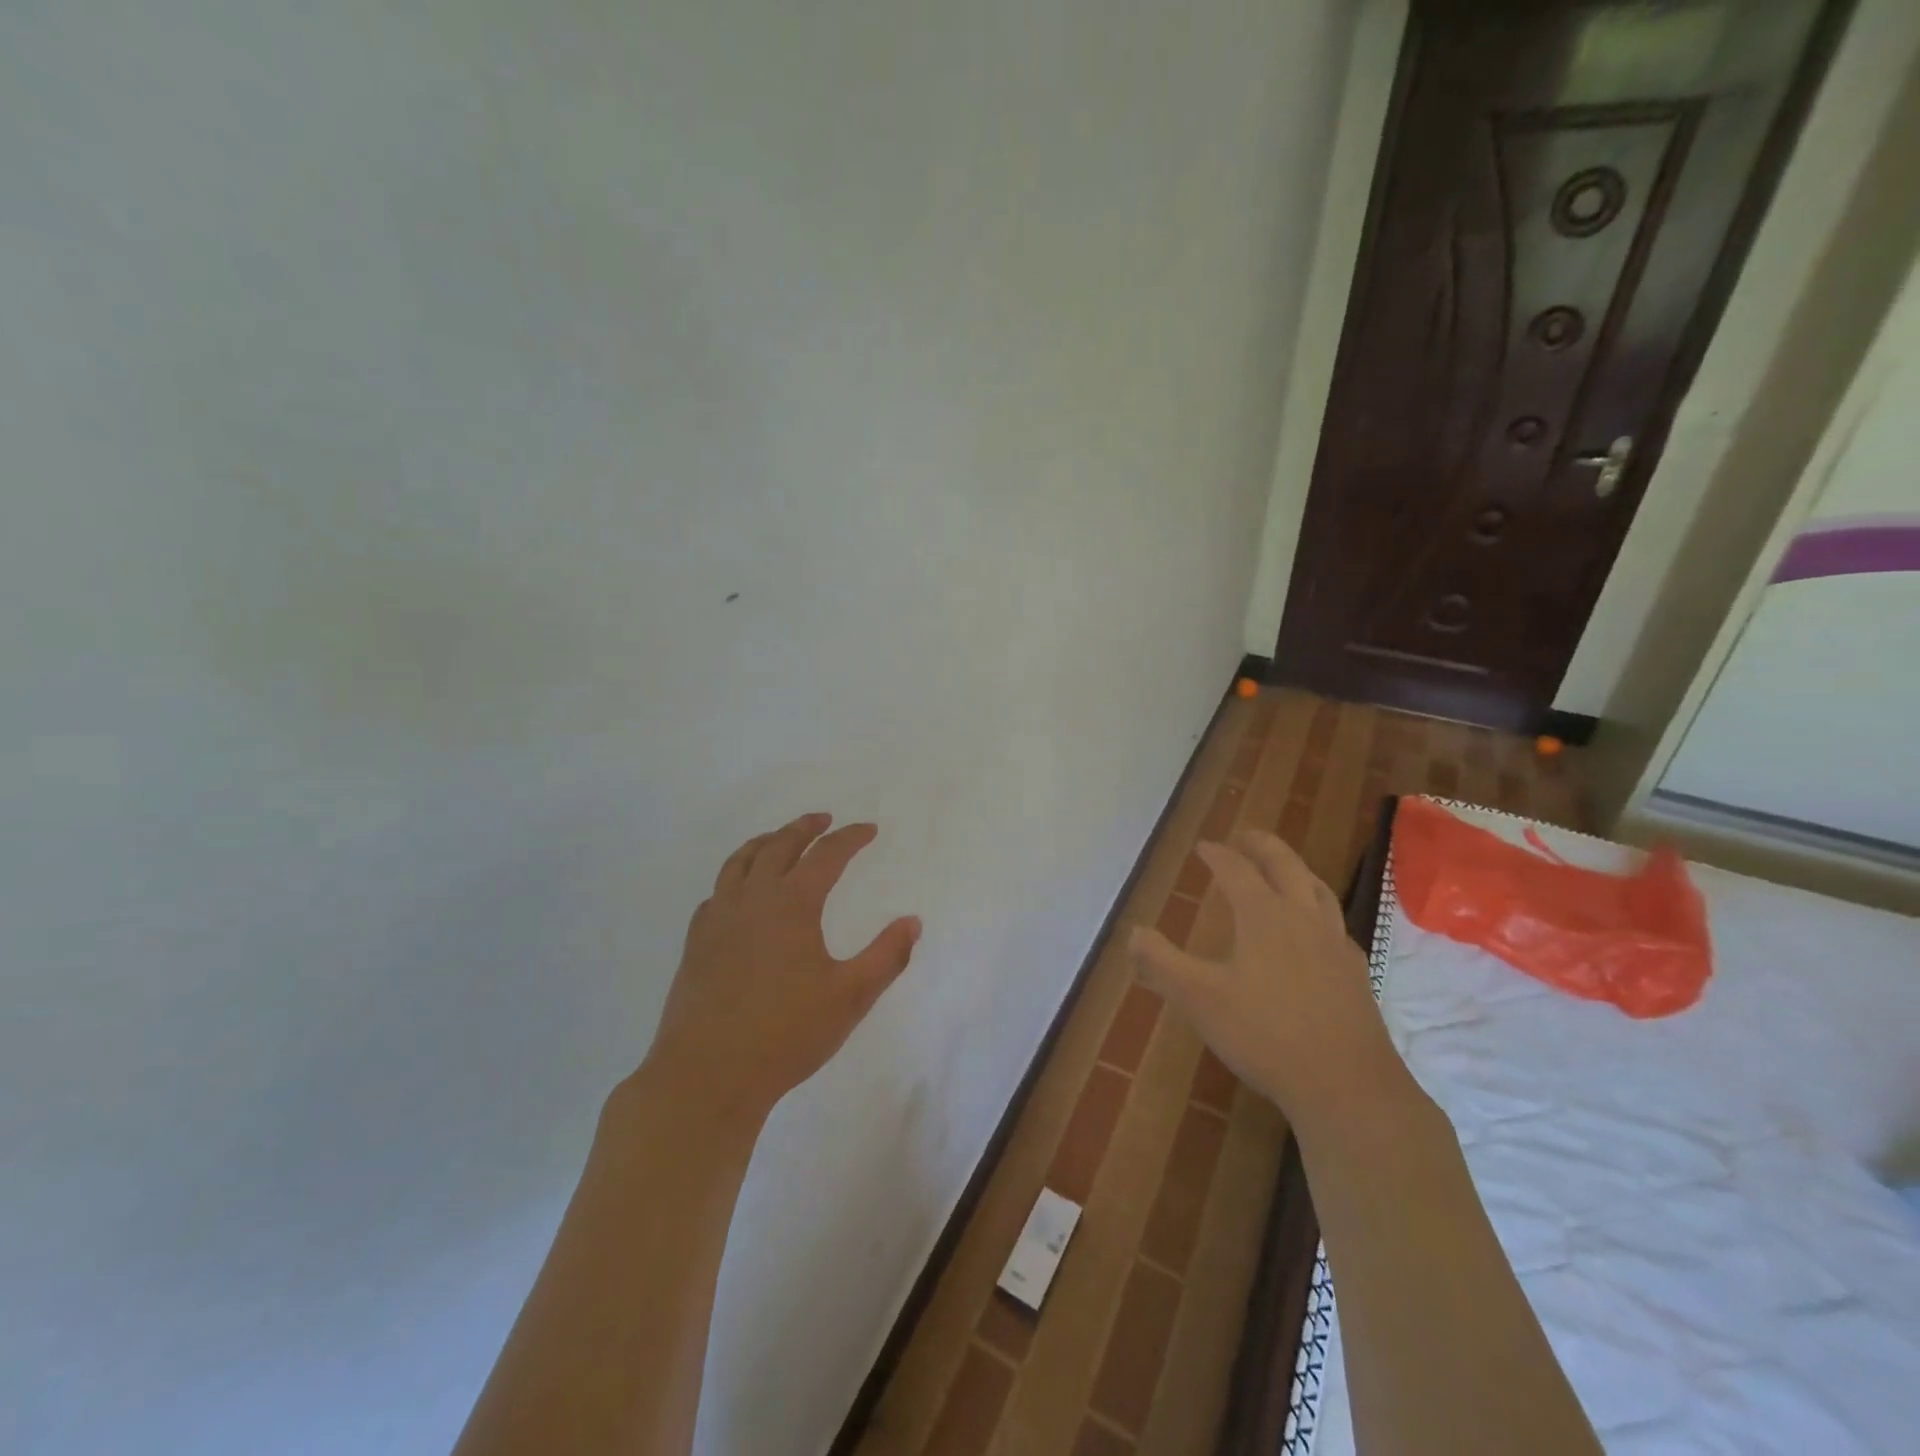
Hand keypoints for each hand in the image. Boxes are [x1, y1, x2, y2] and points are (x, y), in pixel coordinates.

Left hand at [639, 813, 920, 1121]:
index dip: (850, 837)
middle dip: (805, 827)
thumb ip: (887, 956)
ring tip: (779, 839)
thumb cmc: (786, 1034)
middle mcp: (752, 899)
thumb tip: (913, 922)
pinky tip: (740, 892)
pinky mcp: (696, 942)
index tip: (869, 829)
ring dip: (765, 842)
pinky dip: (736, 876)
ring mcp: (718, 919)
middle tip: (823, 819)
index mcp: (792, 904)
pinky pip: (718, 891)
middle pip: (779, 845)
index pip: (826, 855)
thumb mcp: (851, 997)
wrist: (707, 1074)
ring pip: (740, 861)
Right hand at [1128, 830, 1409, 1135]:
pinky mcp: (1355, 974)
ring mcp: (1335, 945)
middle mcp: (1303, 919)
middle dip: (1262, 846)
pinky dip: (1316, 909)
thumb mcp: (1198, 998)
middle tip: (1245, 836)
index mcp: (1264, 916)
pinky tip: (1313, 931)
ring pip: (1317, 890)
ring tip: (1282, 869)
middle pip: (1285, 865)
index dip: (1217, 855)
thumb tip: (1135, 932)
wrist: (1347, 1086)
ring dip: (1295, 870)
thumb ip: (1162, 962)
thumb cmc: (1265, 1034)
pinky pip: (1334, 923)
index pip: (1237, 870)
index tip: (1203, 846)